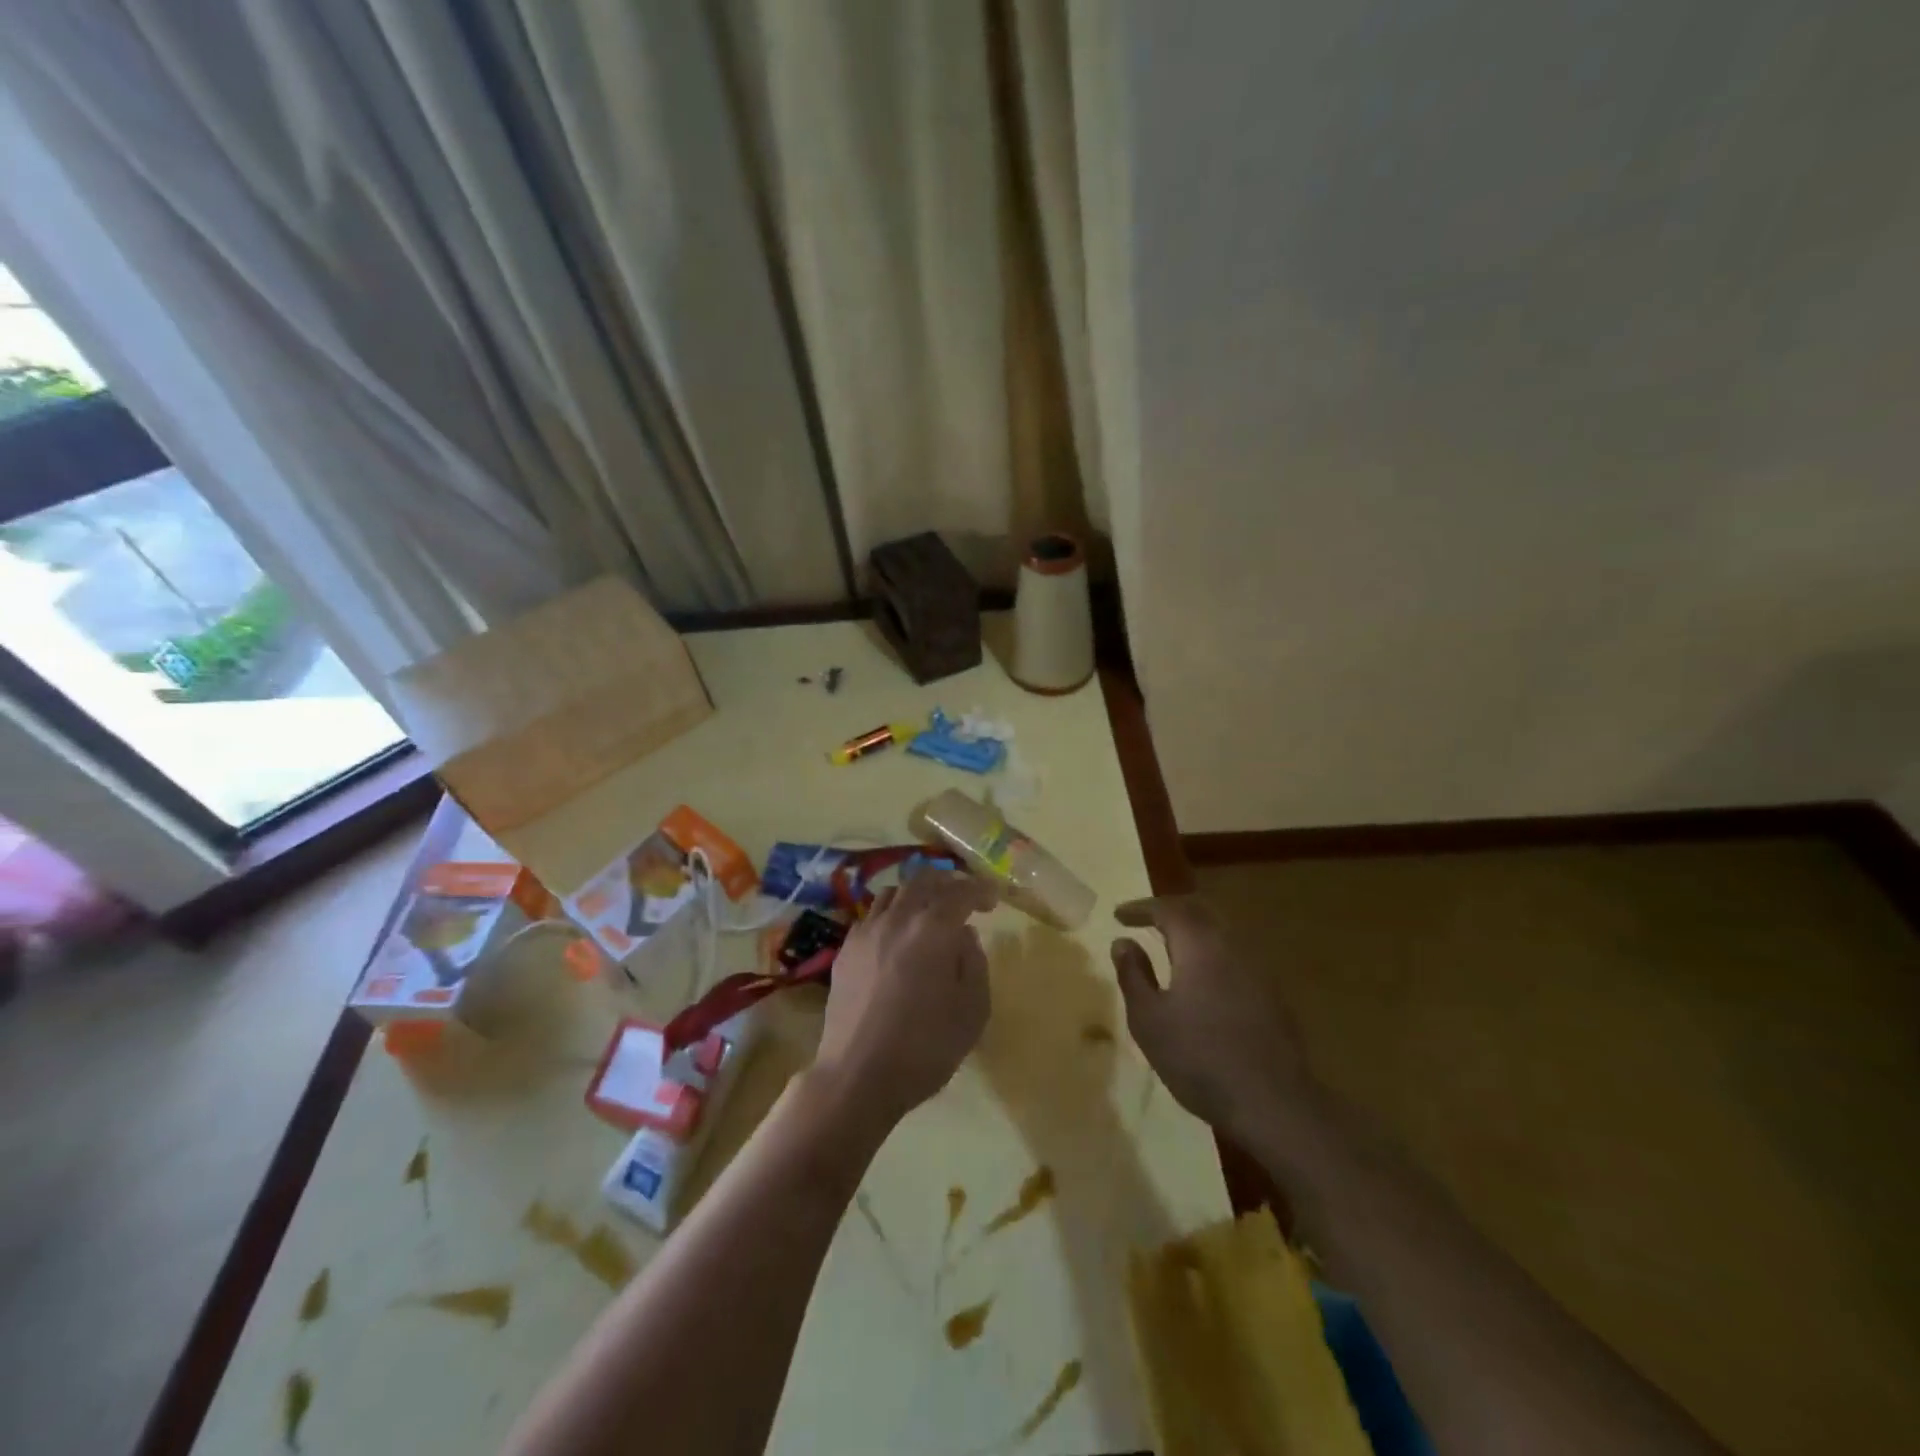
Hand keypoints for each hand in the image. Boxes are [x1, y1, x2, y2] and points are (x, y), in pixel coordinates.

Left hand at [814, 871, 995, 1125]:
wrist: (857, 1075)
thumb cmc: (925, 1047)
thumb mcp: (972, 1010)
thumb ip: (974, 963)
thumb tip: (964, 935)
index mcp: (933, 929)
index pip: (961, 892)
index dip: (980, 890)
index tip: (993, 900)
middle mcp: (898, 918)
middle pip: (923, 879)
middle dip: (948, 881)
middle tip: (963, 897)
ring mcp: (866, 931)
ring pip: (893, 892)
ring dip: (917, 893)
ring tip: (928, 911)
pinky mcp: (845, 950)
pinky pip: (872, 915)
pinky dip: (891, 913)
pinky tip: (896, 936)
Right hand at [1111, 894, 1315, 1144]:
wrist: (1273, 1103)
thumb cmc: (1199, 1058)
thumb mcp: (1149, 1019)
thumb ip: (1133, 975)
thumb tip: (1123, 942)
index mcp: (1199, 946)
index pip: (1168, 910)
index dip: (1141, 908)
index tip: (1119, 916)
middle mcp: (1232, 947)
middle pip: (1200, 913)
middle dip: (1170, 913)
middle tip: (1146, 921)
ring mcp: (1258, 971)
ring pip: (1221, 935)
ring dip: (1193, 934)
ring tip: (1171, 949)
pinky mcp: (1273, 997)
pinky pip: (1235, 959)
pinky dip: (1211, 957)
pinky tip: (1203, 981)